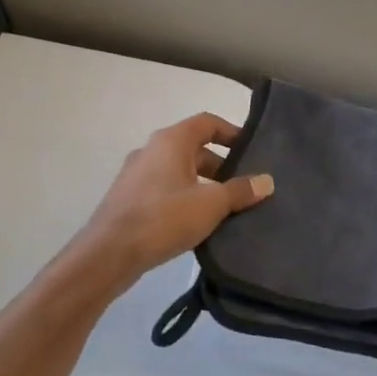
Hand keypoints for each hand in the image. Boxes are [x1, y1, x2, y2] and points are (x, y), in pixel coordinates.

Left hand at [80, 113, 273, 285]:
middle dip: (221, 165)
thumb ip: (240, 191)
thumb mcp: (211, 204)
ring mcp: (137, 175)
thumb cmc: (164, 218)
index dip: (232, 132)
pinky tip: (198, 223)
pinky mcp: (129, 199)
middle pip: (194, 148)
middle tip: (244, 186)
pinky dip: (185, 198)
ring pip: (179, 171)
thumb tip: (266, 181)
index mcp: (171, 141)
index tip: (252, 150)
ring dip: (204, 184)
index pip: (207, 123)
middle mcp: (151, 150)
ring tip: (226, 208)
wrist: (110, 253)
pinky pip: (165, 190)